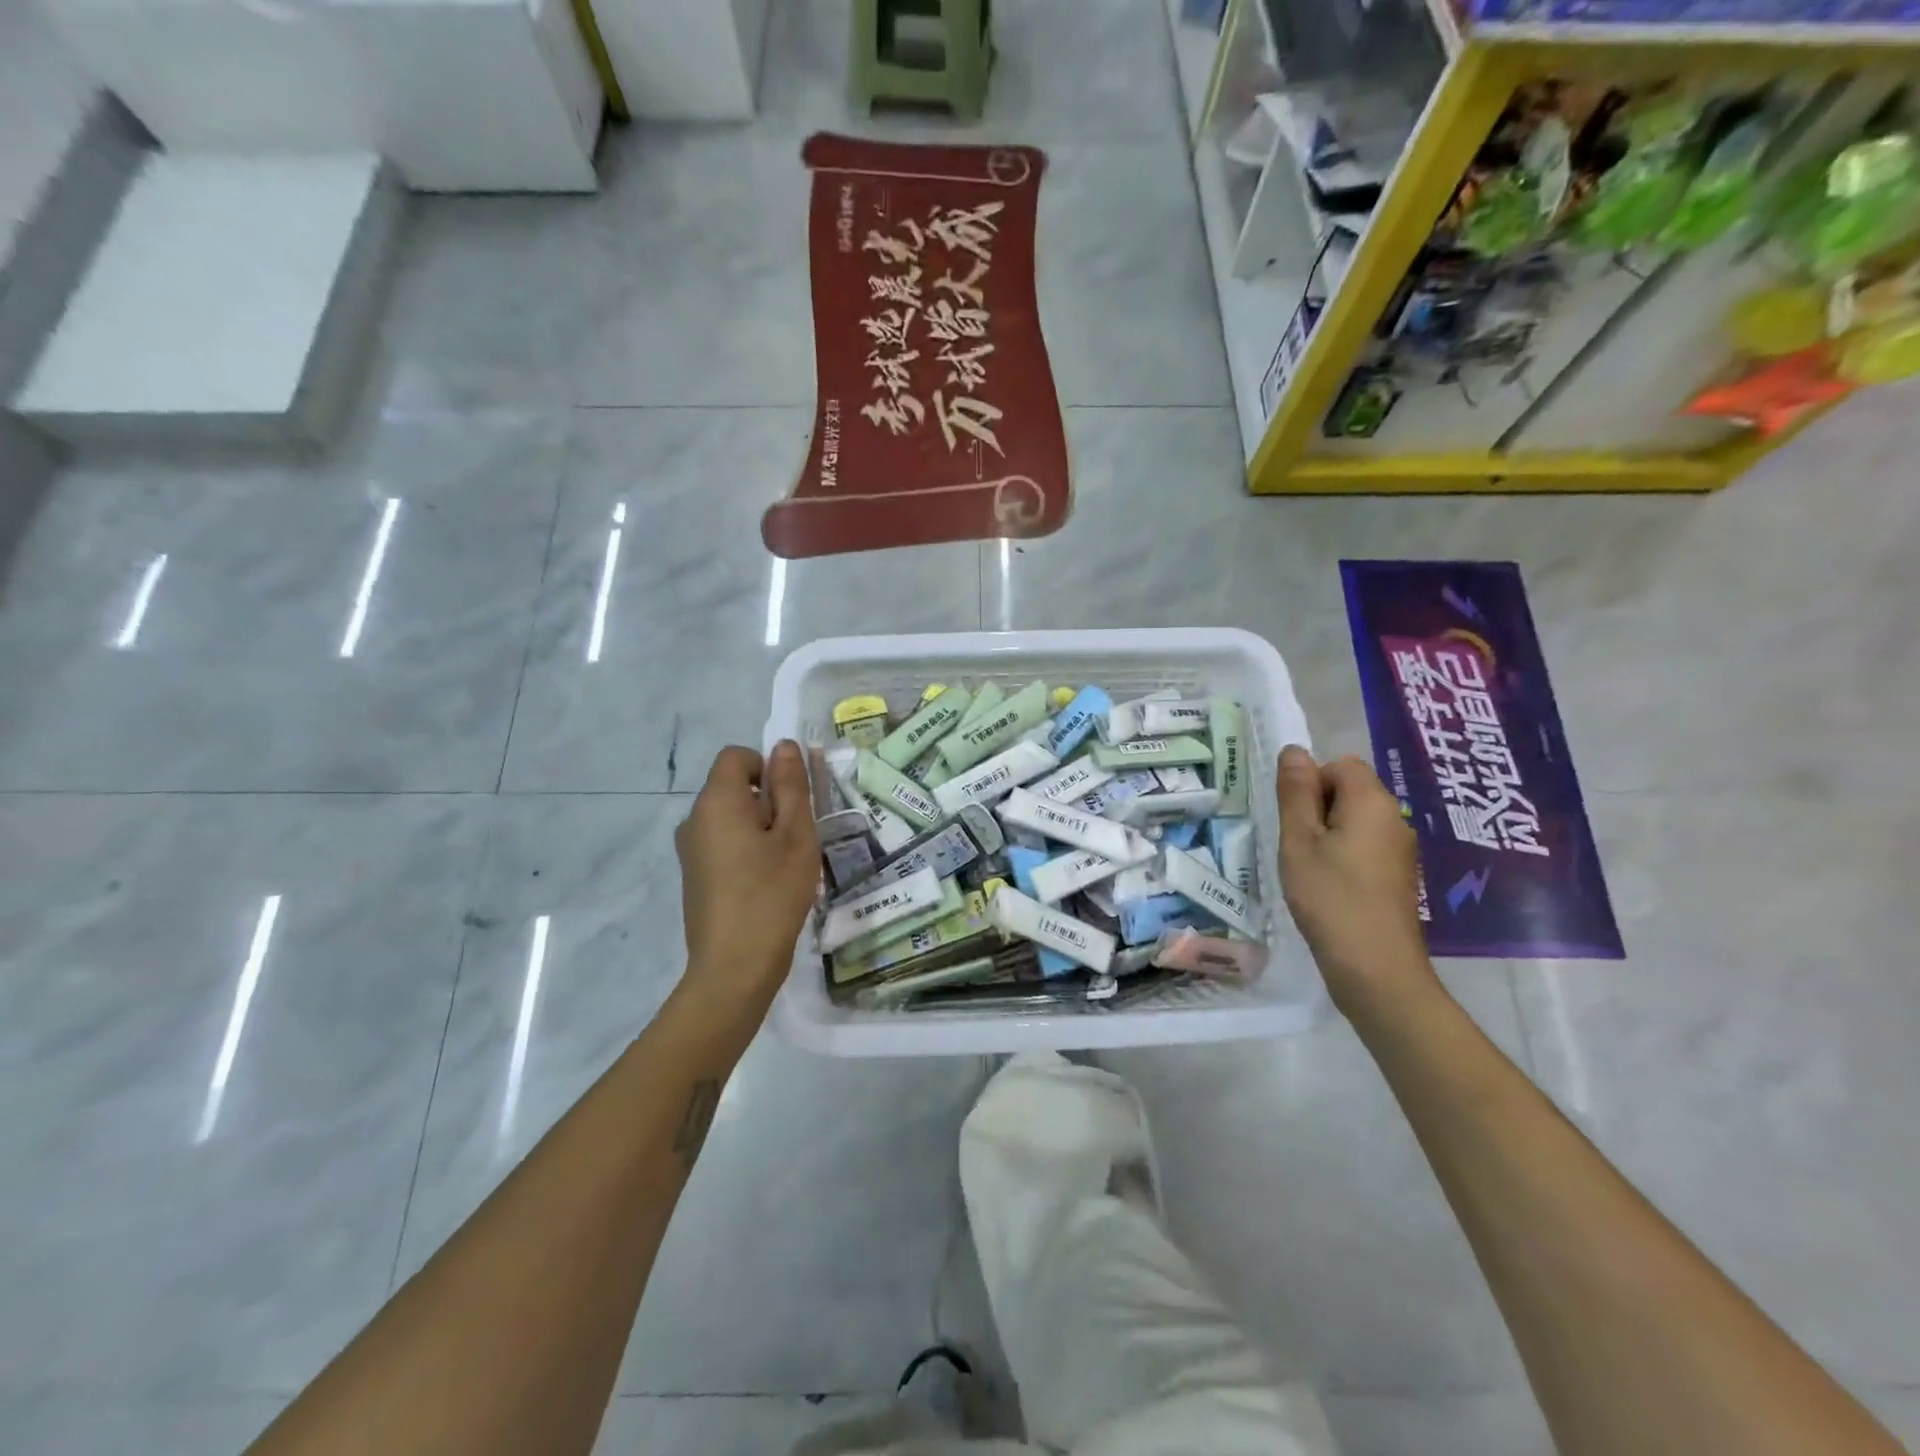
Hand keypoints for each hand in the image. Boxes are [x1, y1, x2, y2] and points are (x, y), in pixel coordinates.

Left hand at [674, 743, 820, 1013]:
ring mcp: (690, 850)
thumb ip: (791, 786)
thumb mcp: (796, 835)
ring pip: (731, 818)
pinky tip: (767, 885)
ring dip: (761, 828)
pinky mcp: (694, 876)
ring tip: (785, 865)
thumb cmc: (772, 894)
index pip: (737, 756)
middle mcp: (695, 819)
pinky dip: (747, 850)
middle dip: (768, 801)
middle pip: (734, 786)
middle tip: (797, 838)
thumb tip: (783, 746)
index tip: (792, 803)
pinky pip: (723, 844)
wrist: (734, 968)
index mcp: (717, 801)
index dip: (768, 767)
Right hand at [1275, 745, 1436, 1019]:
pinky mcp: (1399, 876)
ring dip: (1329, 834)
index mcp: (1372, 802)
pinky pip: (1366, 846)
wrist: (1375, 967)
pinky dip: (1344, 856)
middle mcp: (1395, 818)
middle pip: (1351, 791)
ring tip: (1309, 869)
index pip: (1340, 765)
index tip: (1294, 821)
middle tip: (1296, 845)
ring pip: (1357, 821)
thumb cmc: (1330, 897)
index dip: (1310, 784)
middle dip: (1318, 808)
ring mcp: (1401, 849)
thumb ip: (1296, 793)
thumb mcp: (1299, 840)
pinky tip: (1329, 887)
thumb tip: (1294, 750)